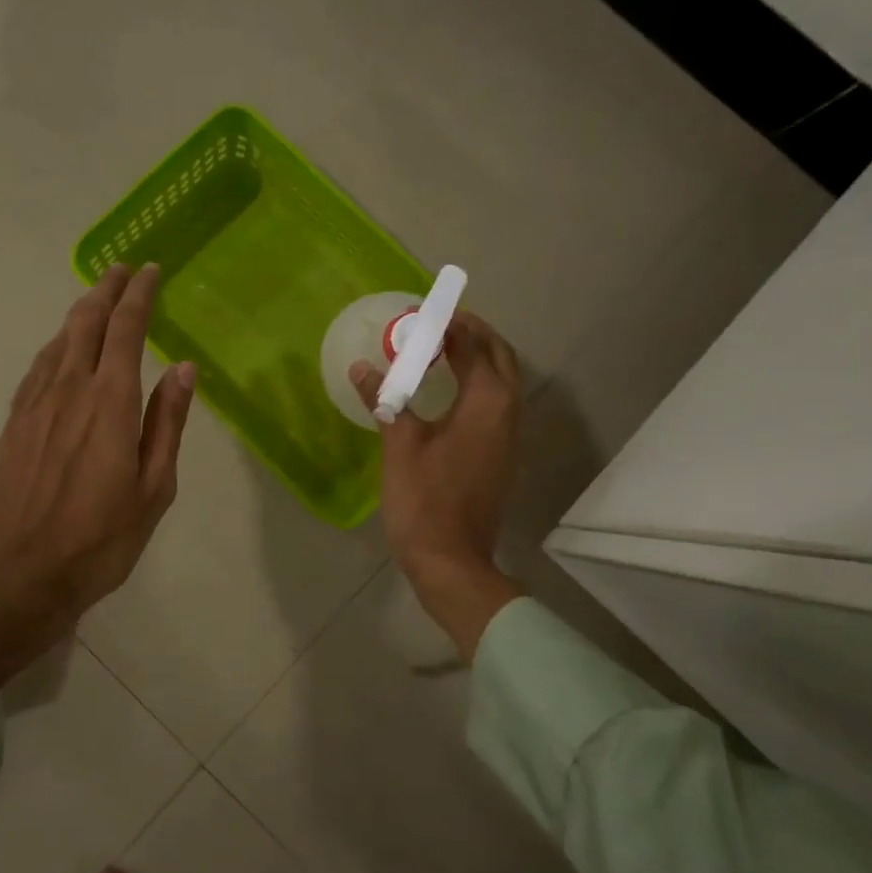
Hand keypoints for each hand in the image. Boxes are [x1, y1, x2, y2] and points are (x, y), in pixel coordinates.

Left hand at [0, 265, 194, 684]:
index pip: (125, 329)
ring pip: (58, 340)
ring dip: (80, 312)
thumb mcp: (153, 488)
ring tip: (96, 299)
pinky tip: (62, 349)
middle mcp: (68, 390)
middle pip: (85, 322)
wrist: (17, 575)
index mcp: (109, 402)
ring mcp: (34, 404)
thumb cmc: (99, 540)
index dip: (139, 295)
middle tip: (123, 269)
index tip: (151, 271)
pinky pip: (38, 367)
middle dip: (106, 289)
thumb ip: (166, 423)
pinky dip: (57, 345)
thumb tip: (184, 368)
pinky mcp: (13, 423)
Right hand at [351, 309, 524, 657]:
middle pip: (499, 357)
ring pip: (503, 380)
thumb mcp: (399, 445)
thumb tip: (362, 367)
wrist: (452, 561)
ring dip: (478, 356)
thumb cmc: (424, 500)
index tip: (423, 311)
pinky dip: (478, 382)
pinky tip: (448, 388)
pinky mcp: (501, 453)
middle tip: (438, 323)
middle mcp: (507, 412)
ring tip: (442, 347)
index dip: (451, 324)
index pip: (474, 346)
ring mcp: (508, 435)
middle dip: (473, 334)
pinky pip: (496, 401)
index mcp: (486, 403)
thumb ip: (385, 399)